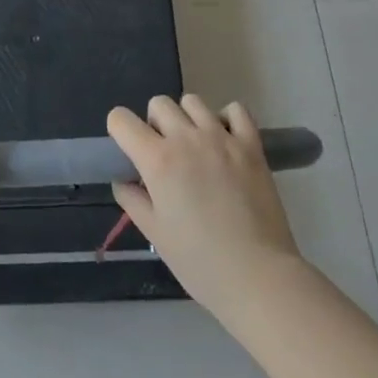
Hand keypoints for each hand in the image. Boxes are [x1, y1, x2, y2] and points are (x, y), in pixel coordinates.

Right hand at [108, 95, 304, 323]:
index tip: (128, 151)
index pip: (121, 120)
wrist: (257, 276)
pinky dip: (226, 118)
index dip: (119, 131)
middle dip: (154, 123)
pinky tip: (225, 141)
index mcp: (157, 160)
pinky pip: (235, 110)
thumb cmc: (199, 261)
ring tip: (195, 147)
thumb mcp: (155, 233)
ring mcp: (222, 138)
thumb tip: (124, 180)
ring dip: (187, 118)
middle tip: (164, 154)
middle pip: (158, 104)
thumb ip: (132, 200)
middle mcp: (187, 139)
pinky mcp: (251, 145)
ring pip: (193, 102)